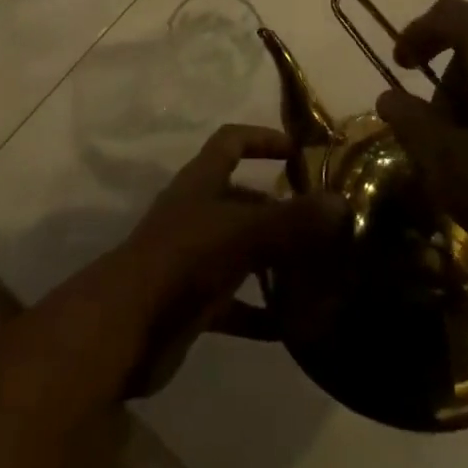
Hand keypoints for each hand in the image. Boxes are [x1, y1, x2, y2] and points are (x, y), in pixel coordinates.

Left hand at [110, 125, 340, 394]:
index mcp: (200, 182)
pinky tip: (292, 326)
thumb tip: (342, 204)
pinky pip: (234, 302)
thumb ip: (292, 219)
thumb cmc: (182, 261)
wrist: (125, 329)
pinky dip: (260, 311)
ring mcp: (192, 258)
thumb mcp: (241, 233)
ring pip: (241, 249)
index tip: (298, 150)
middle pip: (241, 198)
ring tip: (317, 270)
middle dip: (278, 206)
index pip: (230, 142)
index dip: (261, 138)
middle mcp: (196, 212)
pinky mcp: (192, 303)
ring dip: (274, 258)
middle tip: (322, 222)